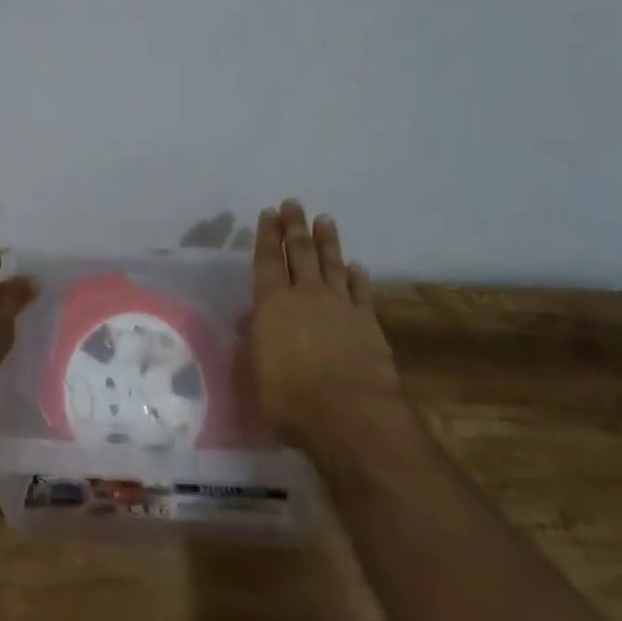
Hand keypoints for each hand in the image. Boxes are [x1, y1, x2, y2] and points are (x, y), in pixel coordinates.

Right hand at [249, 199, 419, 463]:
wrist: (351, 416)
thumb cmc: (291, 401)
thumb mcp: (256, 374)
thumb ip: (255, 342)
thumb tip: (253, 321)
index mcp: (273, 304)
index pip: (267, 260)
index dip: (267, 235)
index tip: (269, 213)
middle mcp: (306, 295)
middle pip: (300, 251)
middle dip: (295, 226)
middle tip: (294, 204)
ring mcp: (340, 306)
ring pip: (332, 263)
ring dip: (327, 241)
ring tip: (325, 220)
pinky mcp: (368, 322)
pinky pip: (361, 291)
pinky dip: (358, 276)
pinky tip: (357, 266)